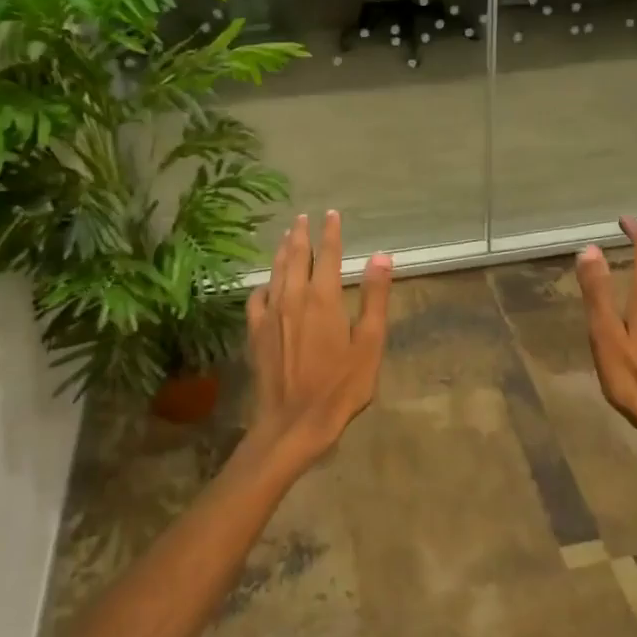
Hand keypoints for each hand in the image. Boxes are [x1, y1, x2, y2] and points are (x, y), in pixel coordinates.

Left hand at [244, 211, 393, 472]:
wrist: (294, 422)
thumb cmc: (340, 386)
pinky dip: (264, 284)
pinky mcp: (255, 333)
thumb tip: (381, 256)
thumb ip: (374, 298)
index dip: (330, 233)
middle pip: (296, 257)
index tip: (331, 215)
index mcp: (323, 298)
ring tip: (286, 237)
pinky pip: (257, 298)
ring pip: (275, 272)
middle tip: (303, 218)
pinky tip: (267, 285)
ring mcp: (270, 315)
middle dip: (301, 235)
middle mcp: (293, 298)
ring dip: (281, 251)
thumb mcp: (369, 344)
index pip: (327, 255)